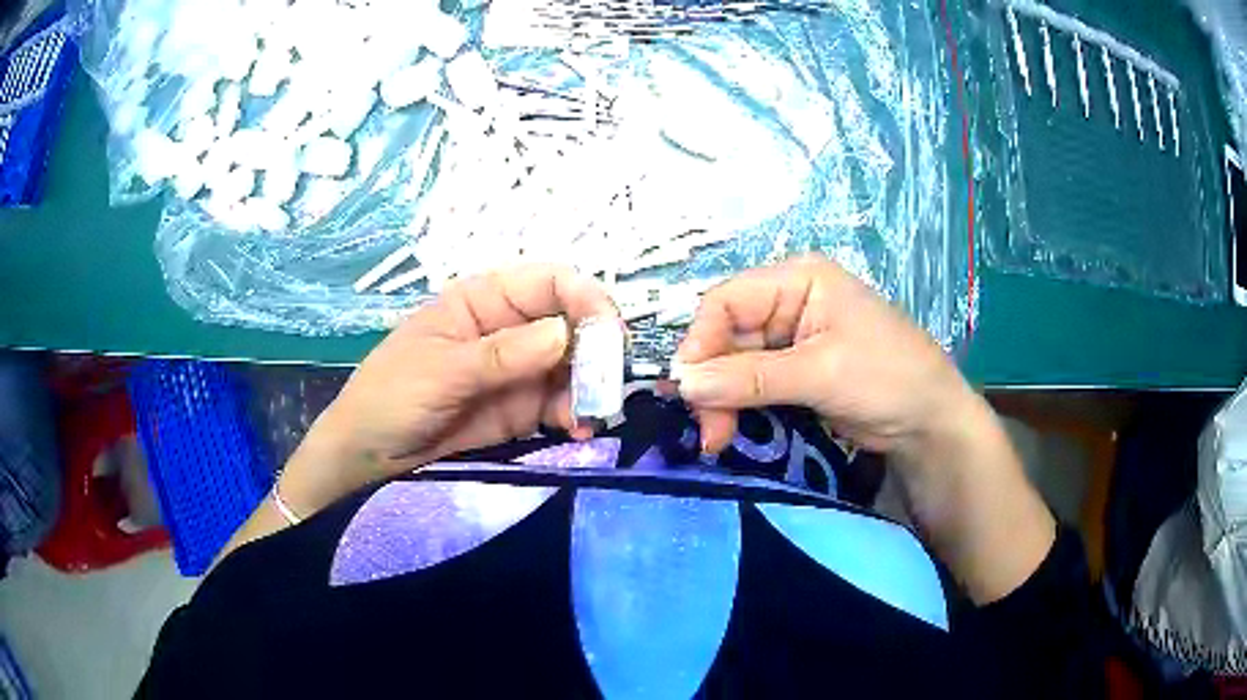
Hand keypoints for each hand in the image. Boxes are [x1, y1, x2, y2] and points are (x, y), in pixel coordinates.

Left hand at [283, 265, 616, 513]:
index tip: (610, 333)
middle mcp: (513, 328)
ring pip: (577, 366)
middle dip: (599, 349)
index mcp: (486, 299)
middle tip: (609, 383)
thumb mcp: (441, 370)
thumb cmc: (391, 395)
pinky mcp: (524, 409)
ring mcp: (521, 370)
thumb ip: (501, 354)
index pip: (550, 282)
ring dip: (593, 387)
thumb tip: (565, 333)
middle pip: (574, 323)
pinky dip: (578, 413)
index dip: (586, 298)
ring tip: (589, 416)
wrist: (369, 454)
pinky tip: (577, 429)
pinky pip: (564, 403)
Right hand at [674, 255, 1054, 602]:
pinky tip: (731, 433)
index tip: (687, 389)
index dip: (700, 342)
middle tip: (707, 430)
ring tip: (718, 440)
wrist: (931, 423)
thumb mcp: (821, 372)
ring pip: (734, 366)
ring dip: (721, 401)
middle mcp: (788, 303)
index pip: (727, 301)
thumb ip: (750, 377)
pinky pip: (751, 386)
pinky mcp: (794, 374)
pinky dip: (738, 409)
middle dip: (711, 382)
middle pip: (726, 336)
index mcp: (798, 280)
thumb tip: (683, 384)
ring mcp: (791, 341)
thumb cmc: (888, 377)